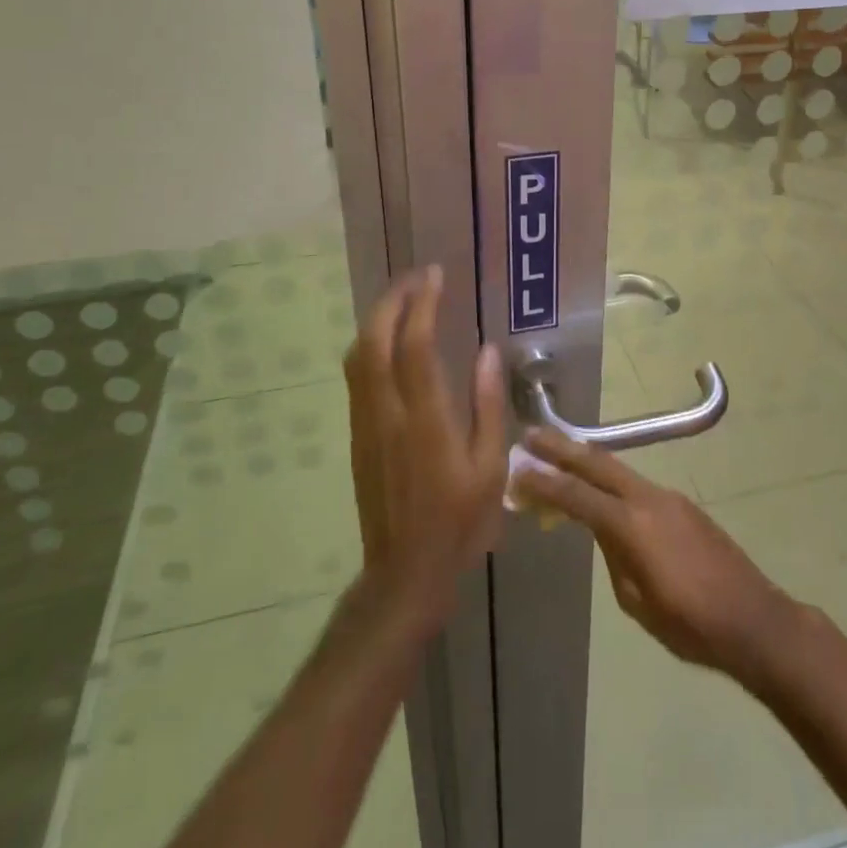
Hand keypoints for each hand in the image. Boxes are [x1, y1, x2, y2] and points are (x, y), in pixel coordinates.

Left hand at [344, 267, 507, 629]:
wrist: (404, 571)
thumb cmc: (459, 521)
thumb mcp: (490, 467)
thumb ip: (488, 406)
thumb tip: (488, 353)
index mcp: (425, 420)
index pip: (415, 346)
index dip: (422, 304)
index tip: (435, 276)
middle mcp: (388, 413)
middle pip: (375, 340)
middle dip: (392, 300)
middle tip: (417, 278)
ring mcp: (366, 423)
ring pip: (358, 356)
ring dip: (377, 319)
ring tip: (403, 300)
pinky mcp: (358, 435)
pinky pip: (357, 376)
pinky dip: (370, 344)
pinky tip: (389, 341)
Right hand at [514, 428, 803, 687]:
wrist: (754, 619)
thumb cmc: (691, 626)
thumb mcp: (637, 603)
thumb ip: (615, 557)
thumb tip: (604, 532)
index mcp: (632, 526)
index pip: (577, 496)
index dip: (545, 483)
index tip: (517, 469)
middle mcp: (649, 499)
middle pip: (597, 464)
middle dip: (562, 449)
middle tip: (531, 436)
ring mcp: (669, 497)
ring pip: (618, 470)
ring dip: (586, 460)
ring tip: (559, 455)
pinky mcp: (682, 505)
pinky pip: (637, 485)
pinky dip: (611, 481)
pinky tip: (603, 492)